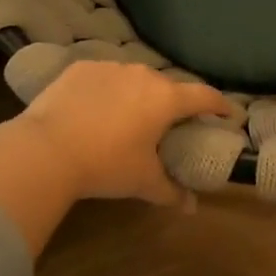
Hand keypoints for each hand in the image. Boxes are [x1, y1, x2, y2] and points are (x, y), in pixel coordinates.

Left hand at [13, 60, 232, 205]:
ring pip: (134, 79)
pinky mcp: (81, 68)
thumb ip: (171, 192)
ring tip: (128, 116)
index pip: (204, 96)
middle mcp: (143, 75)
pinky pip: (103, 77)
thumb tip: (191, 208)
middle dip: (173, 103)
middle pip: (168, 86)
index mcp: (166, 99)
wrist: (46, 150)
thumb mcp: (142, 181)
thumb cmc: (106, 165)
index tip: (229, 114)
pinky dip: (107, 90)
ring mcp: (110, 67)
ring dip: (138, 95)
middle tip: (169, 123)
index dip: (221, 105)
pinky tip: (96, 109)